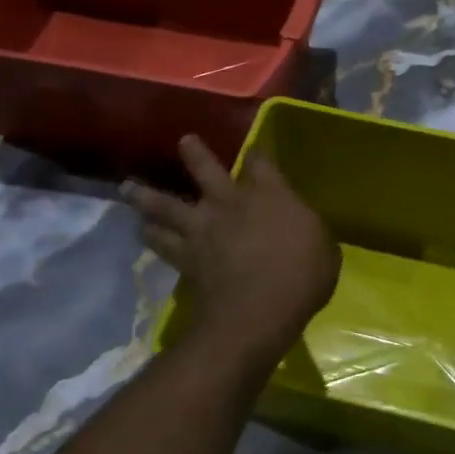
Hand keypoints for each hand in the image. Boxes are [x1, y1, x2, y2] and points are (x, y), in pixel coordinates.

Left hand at [122, 135, 339, 365]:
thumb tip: (303, 229)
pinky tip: (141, 230)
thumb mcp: (325, 250)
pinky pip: (161, 242)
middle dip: (194, 153)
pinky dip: (151, 235)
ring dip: (146, 195)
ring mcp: (203, 229)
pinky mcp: (186, 257)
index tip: (256, 152)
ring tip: (130, 188)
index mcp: (270, 195)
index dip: (258, 154)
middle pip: (205, 169)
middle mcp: (230, 203)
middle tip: (184, 142)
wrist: (258, 311)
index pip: (261, 162)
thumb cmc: (303, 277)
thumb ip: (310, 232)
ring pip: (166, 205)